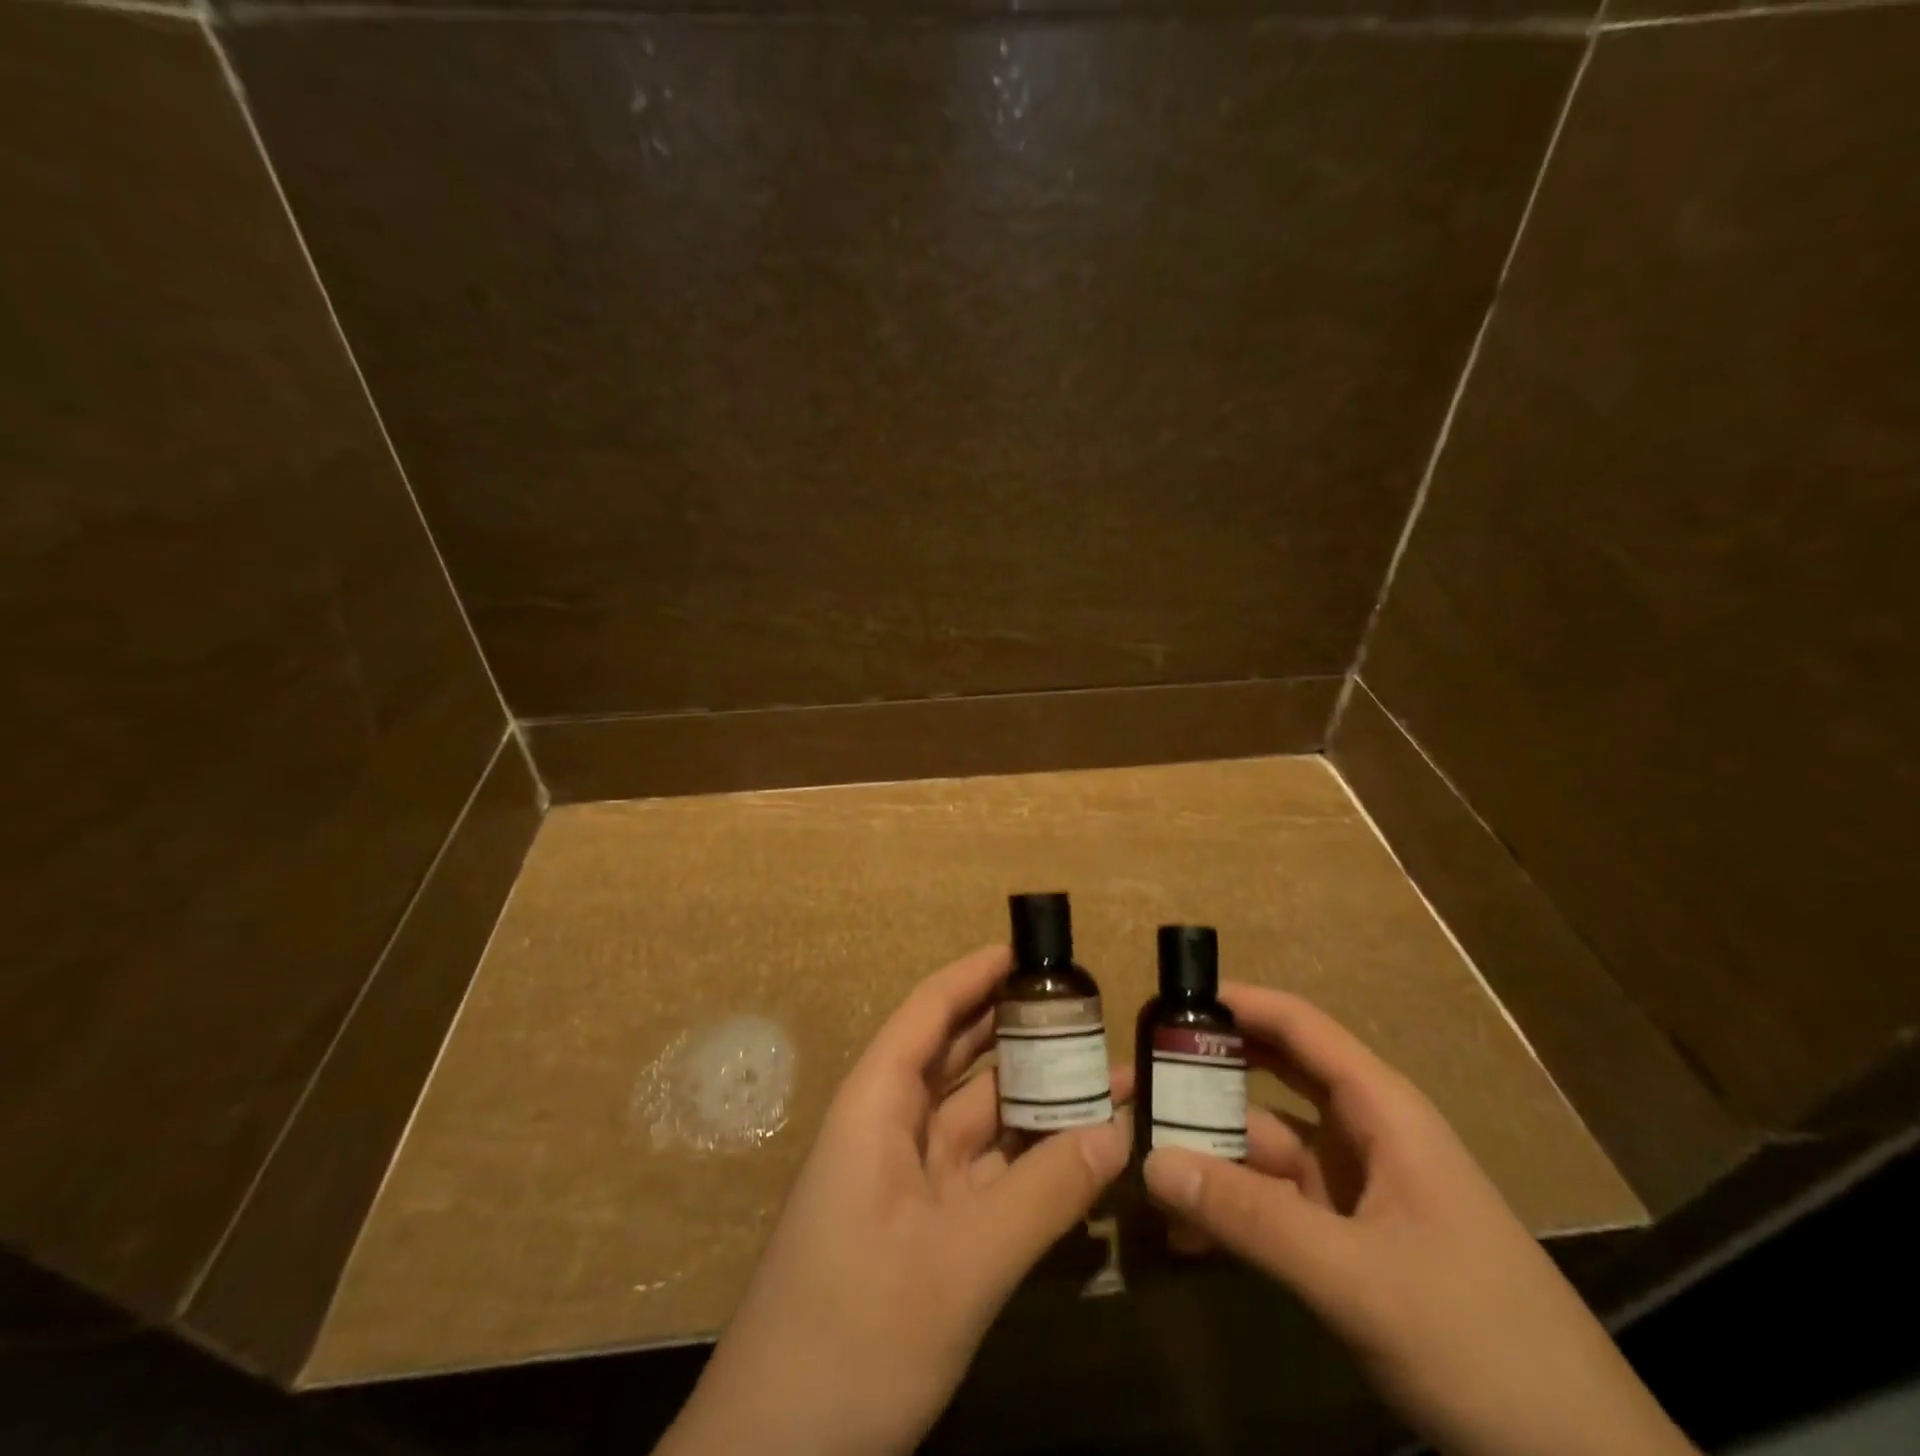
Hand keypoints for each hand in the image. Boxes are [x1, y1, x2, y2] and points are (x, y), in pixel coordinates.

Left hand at [656, 945, 1130, 1455]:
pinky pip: (989, 1173)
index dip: (979, 973)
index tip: (1036, 951)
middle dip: (1022, 1031)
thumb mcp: (958, 1263)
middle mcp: (894, 1127)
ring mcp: (911, 1181)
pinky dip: (1032, 1159)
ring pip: (982, 1118)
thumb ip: (1042, 1194)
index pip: (931, 1010)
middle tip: (1092, 1012)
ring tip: (1109, 1075)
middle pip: (962, 1056)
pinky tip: (1084, 1153)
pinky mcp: (929, 1229)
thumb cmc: (853, 1333)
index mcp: (878, 1104)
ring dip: (1039, 1098)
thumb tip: (1118, 1131)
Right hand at [1143, 985, 1694, 1455]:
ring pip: (1265, 1149)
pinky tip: (1182, 1236)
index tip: (1165, 999)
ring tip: (1140, 1163)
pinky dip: (1231, 1212)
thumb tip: (1150, 1163)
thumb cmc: (1481, 1341)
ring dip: (1209, 1156)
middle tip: (1133, 1077)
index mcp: (1381, 1111)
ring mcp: (1356, 1192)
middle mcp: (1363, 1136)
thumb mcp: (1356, 1278)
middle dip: (1205, 1076)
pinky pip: (1275, 1206)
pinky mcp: (1349, 1242)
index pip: (1298, 1026)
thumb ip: (1249, 1219)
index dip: (1235, 1002)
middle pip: (1271, 1080)